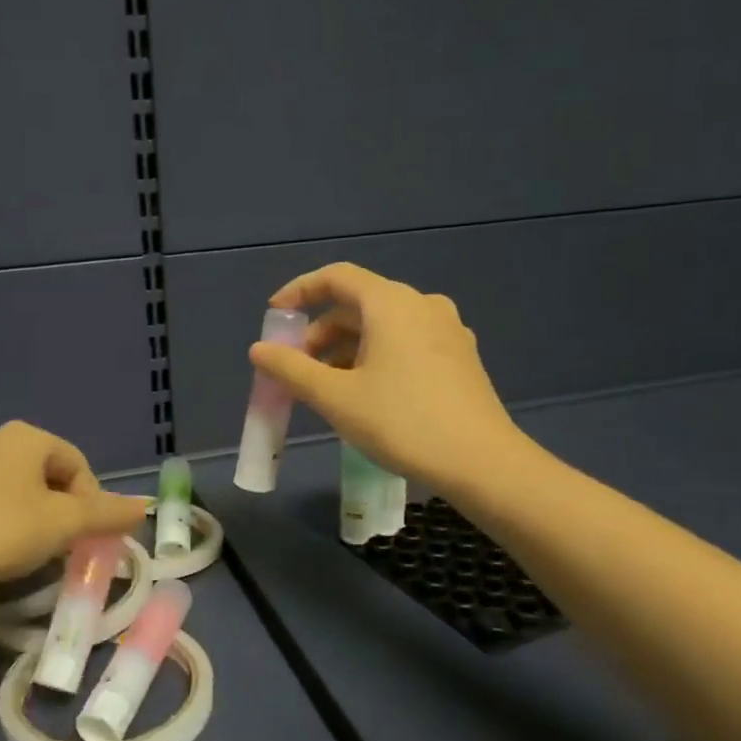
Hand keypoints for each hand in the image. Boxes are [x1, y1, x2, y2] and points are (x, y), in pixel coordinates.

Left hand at [0, 422, 148, 586]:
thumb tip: (144, 507)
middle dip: (60, 510)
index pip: (78, 464)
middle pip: (46, 475)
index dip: (91, 502)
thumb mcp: (63, 524)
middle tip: (59, 548)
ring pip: (14, 489)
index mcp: (27, 437)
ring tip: (26, 553)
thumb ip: (107, 514)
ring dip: (29, 517)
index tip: (85, 538)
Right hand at [249, 262, 528, 490]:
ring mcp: (447, 331)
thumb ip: (291, 369)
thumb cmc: (401, 422)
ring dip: (346, 349)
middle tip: (296, 367)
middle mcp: (422, 305)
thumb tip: (259, 350)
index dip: (299, 292)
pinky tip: (364, 394)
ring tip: (325, 388)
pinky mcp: (459, 358)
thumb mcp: (335, 397)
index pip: (336, 277)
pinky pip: (405, 344)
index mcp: (392, 303)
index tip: (274, 317)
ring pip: (382, 327)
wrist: (481, 463)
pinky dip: (374, 358)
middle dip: (320, 332)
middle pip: (358, 304)